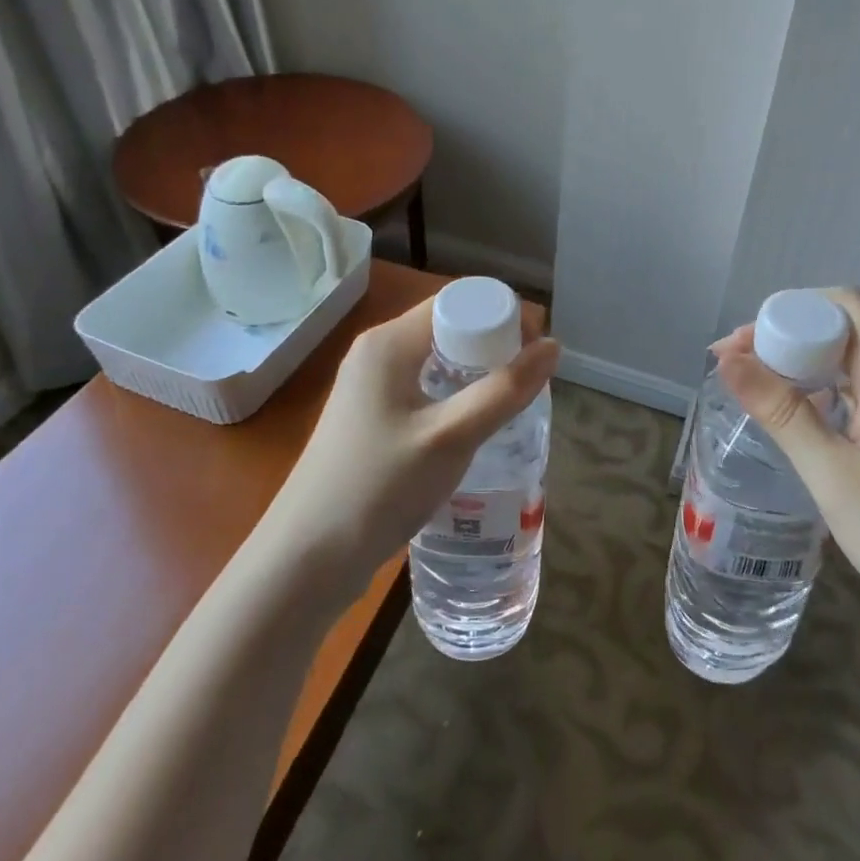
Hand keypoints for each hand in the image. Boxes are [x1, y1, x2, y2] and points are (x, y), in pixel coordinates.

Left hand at [263, 295, 559, 597]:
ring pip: (438, 361)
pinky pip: (424, 388)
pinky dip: (456, 395)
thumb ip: (505, 391)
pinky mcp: (371, 418)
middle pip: (449, 327)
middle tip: (532, 378)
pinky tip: (476, 426)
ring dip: (478, 372)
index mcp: (389, 342)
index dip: (503, 314)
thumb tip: (554, 347)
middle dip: (495, 344)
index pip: (457, 302)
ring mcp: (370, 387)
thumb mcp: (451, 437)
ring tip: (514, 401)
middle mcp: (377, 353)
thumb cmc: (379, 487)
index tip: (539, 346)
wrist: (305, 559)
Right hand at [712, 289, 859, 656]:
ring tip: (762, 395)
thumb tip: (728, 359)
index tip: (742, 343)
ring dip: (809, 369)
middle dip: (789, 340)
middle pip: (847, 332)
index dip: (789, 311)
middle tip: (737, 370)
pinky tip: (809, 424)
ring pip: (859, 365)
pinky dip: (834, 395)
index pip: (843, 306)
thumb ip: (780, 412)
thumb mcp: (833, 476)